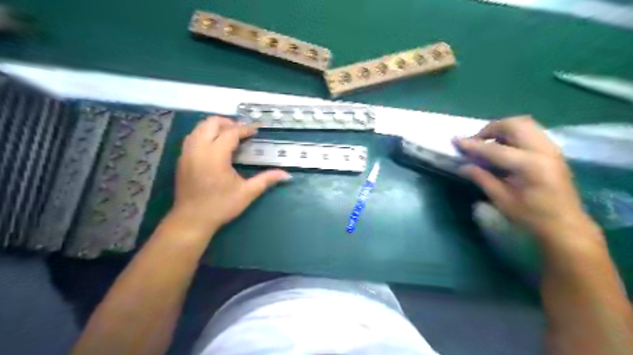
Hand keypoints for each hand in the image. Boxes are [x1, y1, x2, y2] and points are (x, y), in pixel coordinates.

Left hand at [172, 115, 292, 233]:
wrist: (192, 220)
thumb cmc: (221, 206)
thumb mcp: (247, 193)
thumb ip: (266, 180)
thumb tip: (286, 174)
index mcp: (215, 155)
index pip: (231, 133)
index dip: (245, 129)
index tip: (256, 130)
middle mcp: (199, 149)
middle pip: (211, 123)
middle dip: (228, 123)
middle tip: (243, 132)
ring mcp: (187, 153)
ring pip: (199, 128)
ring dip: (215, 127)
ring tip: (229, 136)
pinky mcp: (182, 159)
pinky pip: (192, 137)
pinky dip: (204, 134)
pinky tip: (214, 146)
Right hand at [458, 117, 596, 243]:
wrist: (565, 226)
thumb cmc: (531, 216)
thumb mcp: (502, 200)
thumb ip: (482, 178)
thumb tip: (463, 166)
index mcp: (530, 166)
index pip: (495, 149)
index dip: (473, 145)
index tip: (456, 141)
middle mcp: (543, 151)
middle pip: (514, 125)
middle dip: (490, 129)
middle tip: (476, 141)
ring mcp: (551, 149)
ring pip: (525, 124)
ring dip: (503, 129)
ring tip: (488, 143)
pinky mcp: (553, 151)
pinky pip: (531, 132)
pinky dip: (513, 134)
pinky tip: (504, 148)